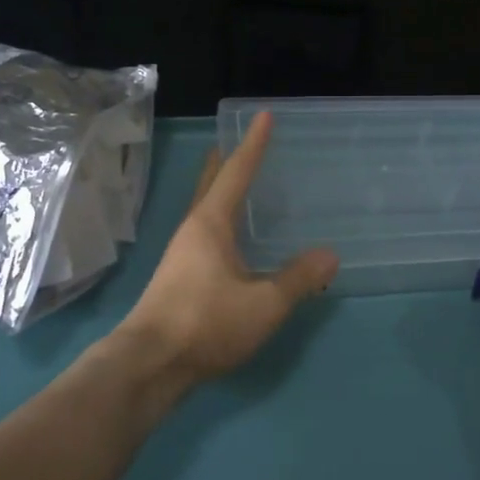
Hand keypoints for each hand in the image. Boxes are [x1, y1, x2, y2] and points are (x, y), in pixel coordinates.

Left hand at [118, 110, 338, 389]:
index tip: (264, 116)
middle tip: (236, 144)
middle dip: (224, 163)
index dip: (253, 145)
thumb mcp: (264, 303)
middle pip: (209, 186)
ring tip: (236, 186)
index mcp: (210, 225)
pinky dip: (220, 222)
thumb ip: (298, 279)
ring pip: (204, 212)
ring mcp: (181, 256)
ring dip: (219, 193)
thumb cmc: (207, 323)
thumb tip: (329, 255)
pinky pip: (204, 236)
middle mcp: (192, 232)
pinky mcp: (178, 280)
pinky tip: (230, 243)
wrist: (150, 363)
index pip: (236, 173)